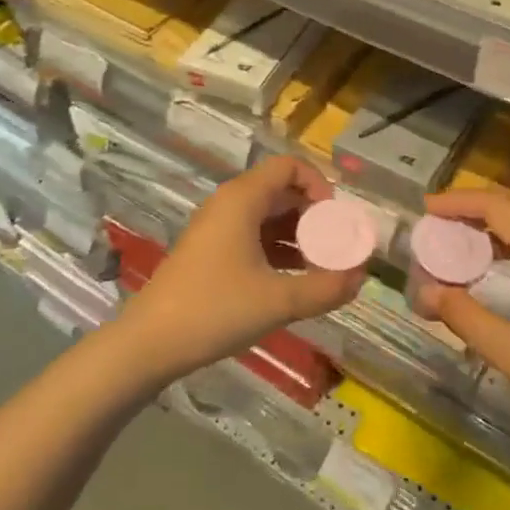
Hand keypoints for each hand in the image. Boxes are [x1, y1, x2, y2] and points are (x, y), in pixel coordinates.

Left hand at [113, 156, 366, 384]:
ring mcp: (218, 228)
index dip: (319, 185)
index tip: (336, 220)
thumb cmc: (215, 310)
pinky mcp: (211, 252)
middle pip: (282, 191)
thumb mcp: (278, 301)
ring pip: (268, 216)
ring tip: (321, 268)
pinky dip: (278, 250)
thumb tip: (360, 278)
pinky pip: (254, 237)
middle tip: (336, 248)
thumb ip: (325, 288)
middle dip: (314, 216)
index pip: (289, 166)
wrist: (149, 343)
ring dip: (298, 236)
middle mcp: (230, 204)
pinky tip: (295, 282)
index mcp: (243, 198)